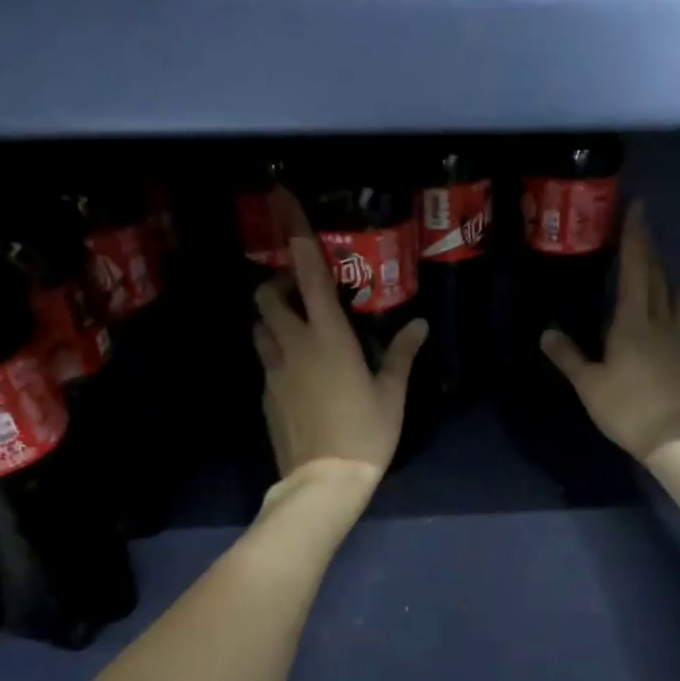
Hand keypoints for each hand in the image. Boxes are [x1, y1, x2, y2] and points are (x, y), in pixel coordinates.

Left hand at [253, 191, 426, 478]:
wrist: (323, 482)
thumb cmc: (366, 433)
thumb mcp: (392, 394)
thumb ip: (402, 354)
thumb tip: (419, 325)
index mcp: (328, 337)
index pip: (307, 273)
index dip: (295, 233)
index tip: (282, 198)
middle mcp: (293, 344)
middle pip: (267, 296)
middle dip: (278, 285)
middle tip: (304, 296)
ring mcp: (273, 371)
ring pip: (260, 328)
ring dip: (274, 321)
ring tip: (301, 334)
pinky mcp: (265, 395)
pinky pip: (266, 362)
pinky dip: (278, 355)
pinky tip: (301, 377)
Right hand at [541, 205, 679, 463]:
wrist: (673, 436)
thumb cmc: (626, 407)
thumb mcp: (589, 384)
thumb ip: (568, 356)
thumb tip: (546, 333)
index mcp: (632, 321)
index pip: (634, 268)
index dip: (634, 236)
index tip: (636, 207)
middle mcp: (659, 320)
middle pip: (655, 275)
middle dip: (647, 249)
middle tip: (638, 229)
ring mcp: (677, 337)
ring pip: (672, 293)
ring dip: (663, 273)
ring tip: (654, 265)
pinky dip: (672, 300)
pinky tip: (667, 307)